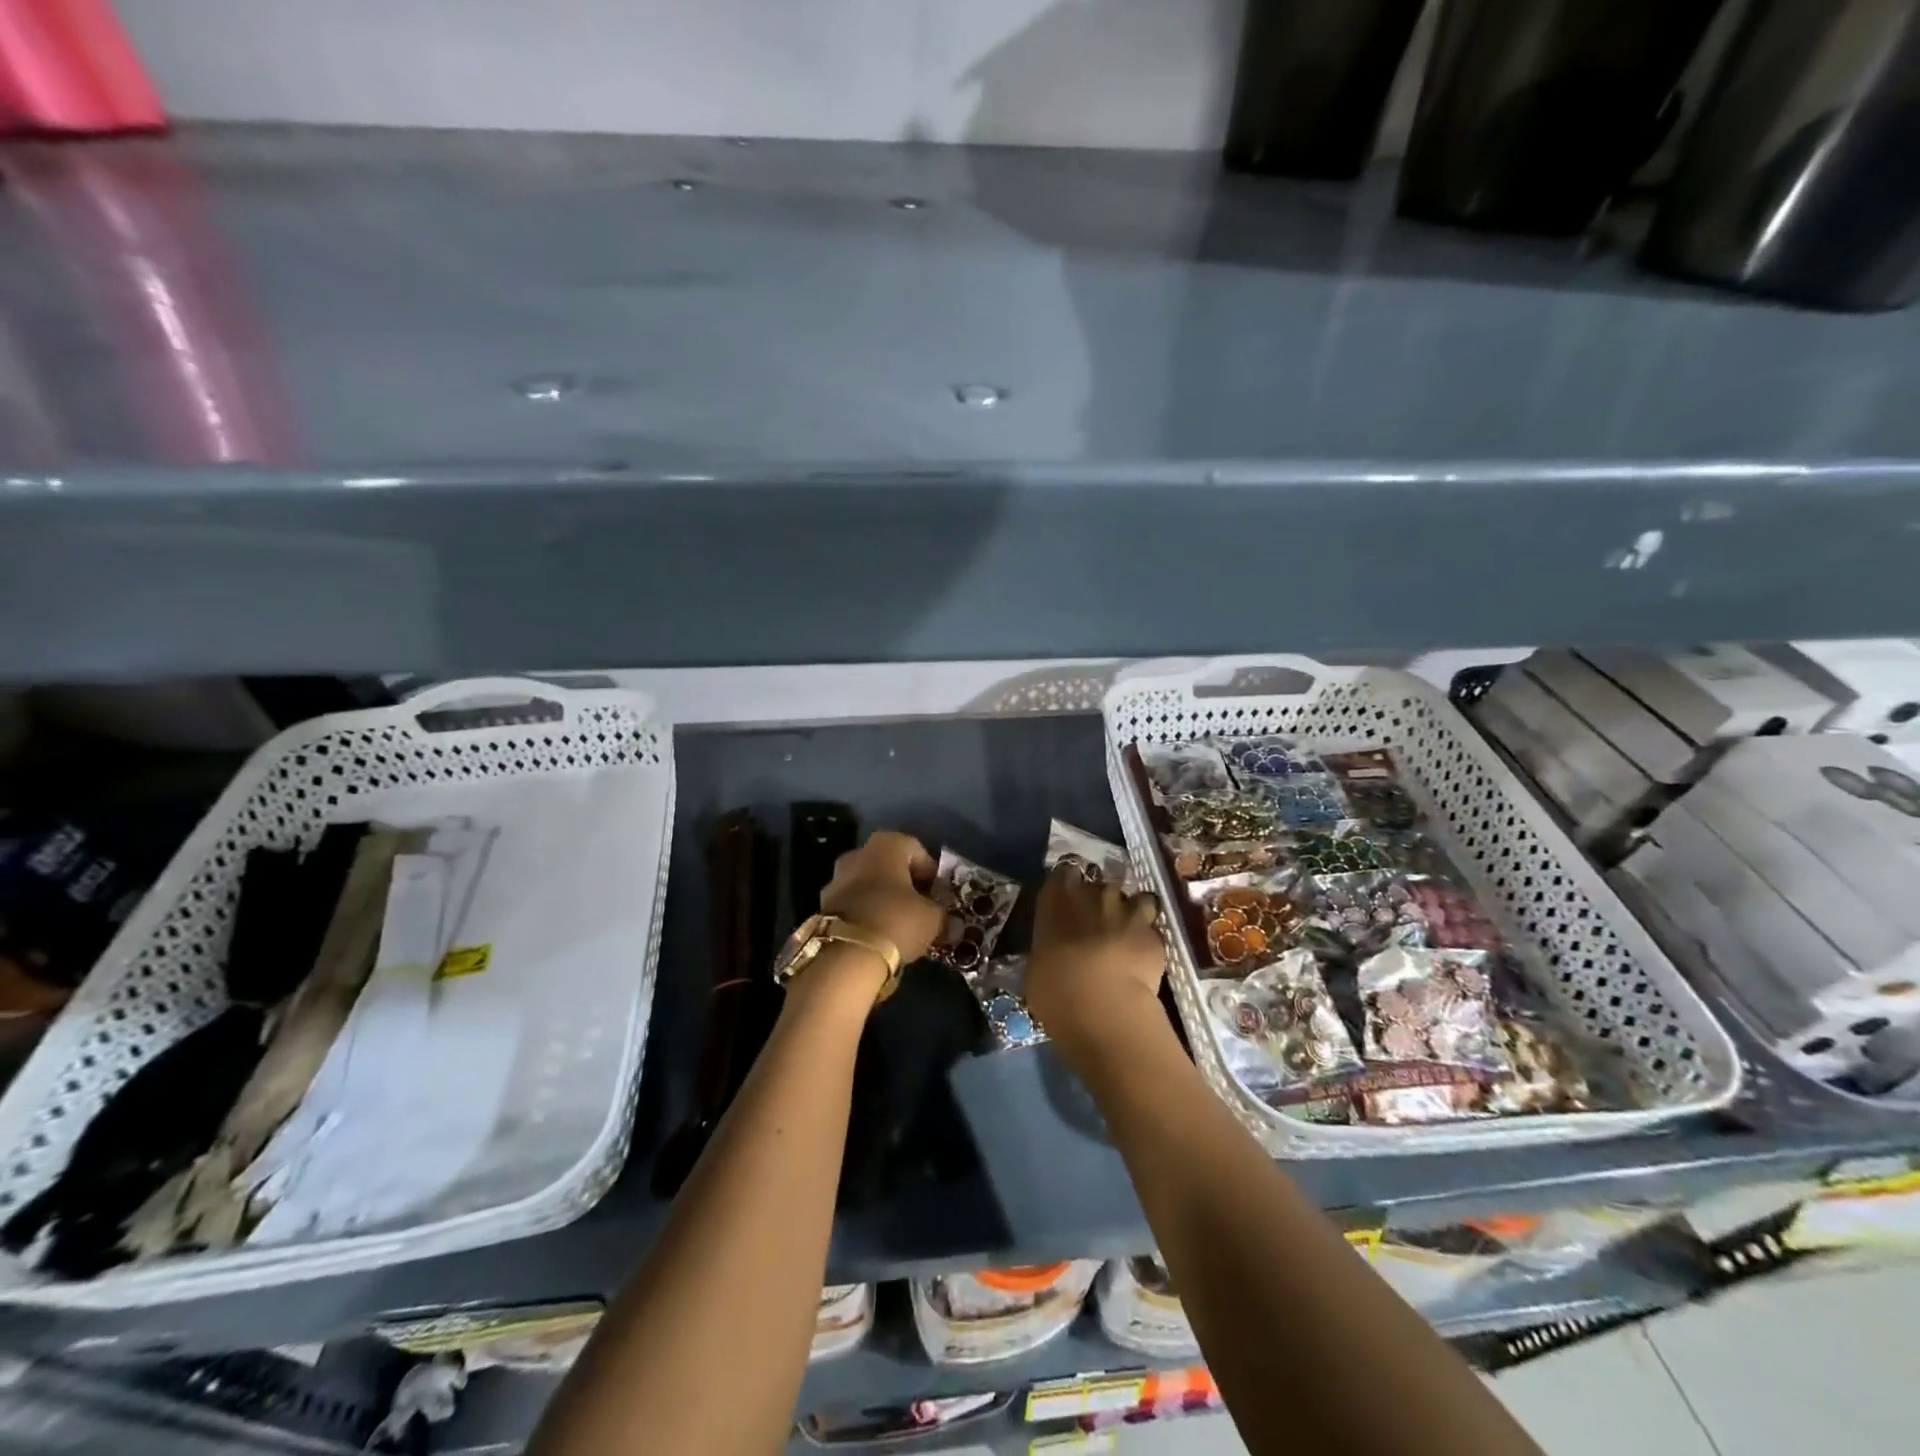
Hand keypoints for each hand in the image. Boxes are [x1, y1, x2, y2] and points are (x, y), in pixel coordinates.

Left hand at [818, 830, 945, 966]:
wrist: (846, 954)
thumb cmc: (896, 920)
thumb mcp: (933, 919)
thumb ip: (944, 918)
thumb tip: (953, 926)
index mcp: (886, 845)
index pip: (917, 850)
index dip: (931, 873)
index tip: (939, 896)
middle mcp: (858, 853)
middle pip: (890, 866)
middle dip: (906, 885)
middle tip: (922, 909)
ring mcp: (836, 878)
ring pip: (869, 885)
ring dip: (884, 900)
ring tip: (900, 926)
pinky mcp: (823, 906)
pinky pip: (854, 904)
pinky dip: (866, 914)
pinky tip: (879, 935)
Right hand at [1026, 865, 1165, 1054]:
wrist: (1103, 1007)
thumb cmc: (1055, 989)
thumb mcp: (1037, 967)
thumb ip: (1048, 947)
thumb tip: (1053, 951)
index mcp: (1057, 898)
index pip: (1064, 872)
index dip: (1069, 884)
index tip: (1068, 900)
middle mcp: (1094, 893)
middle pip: (1101, 885)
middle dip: (1100, 902)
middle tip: (1097, 925)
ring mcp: (1128, 910)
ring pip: (1135, 899)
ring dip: (1131, 913)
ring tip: (1126, 935)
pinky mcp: (1155, 934)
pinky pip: (1152, 929)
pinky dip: (1148, 939)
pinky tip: (1143, 957)